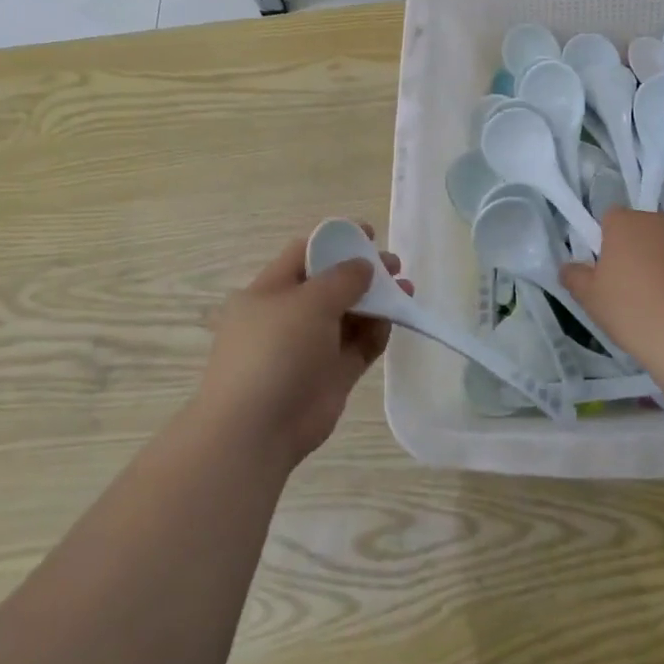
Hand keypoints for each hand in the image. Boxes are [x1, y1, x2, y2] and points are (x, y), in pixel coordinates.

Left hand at [194, 225, 408, 467]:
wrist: (257, 429)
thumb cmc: (274, 352)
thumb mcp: (307, 302)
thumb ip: (341, 279)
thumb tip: (363, 266)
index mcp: (269, 292)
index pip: (304, 254)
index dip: (337, 241)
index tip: (370, 234)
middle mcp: (289, 316)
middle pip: (331, 284)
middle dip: (364, 272)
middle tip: (395, 266)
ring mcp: (311, 347)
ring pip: (350, 316)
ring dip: (377, 301)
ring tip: (406, 289)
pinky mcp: (331, 375)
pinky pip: (358, 346)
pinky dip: (377, 332)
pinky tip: (395, 320)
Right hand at [559, 209, 663, 359]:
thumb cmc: (631, 309)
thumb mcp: (590, 298)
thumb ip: (575, 277)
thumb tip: (568, 267)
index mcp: (626, 223)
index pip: (610, 218)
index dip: (605, 241)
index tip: (604, 270)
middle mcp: (661, 223)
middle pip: (642, 231)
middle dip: (635, 252)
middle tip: (627, 288)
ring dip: (662, 266)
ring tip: (657, 304)